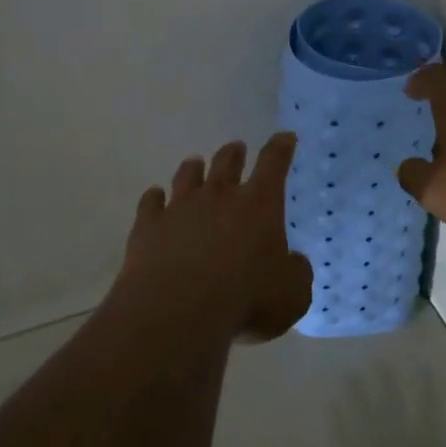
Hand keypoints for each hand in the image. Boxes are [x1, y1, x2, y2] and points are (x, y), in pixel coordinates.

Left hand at [115, 132, 313, 342]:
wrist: (178, 310)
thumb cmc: (246, 300)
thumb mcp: (292, 295)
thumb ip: (296, 273)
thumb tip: (294, 261)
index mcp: (258, 205)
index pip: (274, 164)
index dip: (281, 148)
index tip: (285, 136)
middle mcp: (218, 196)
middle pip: (226, 163)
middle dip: (234, 153)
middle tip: (236, 147)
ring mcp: (180, 207)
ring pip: (187, 176)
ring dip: (193, 168)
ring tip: (195, 163)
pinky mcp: (149, 224)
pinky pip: (151, 202)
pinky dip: (154, 198)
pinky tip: (154, 197)